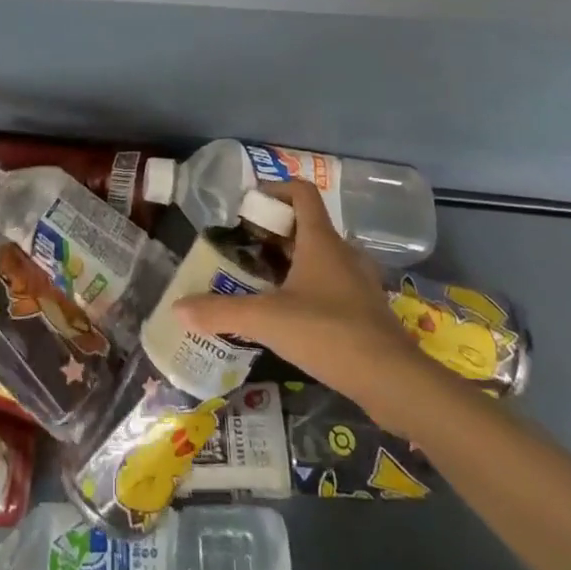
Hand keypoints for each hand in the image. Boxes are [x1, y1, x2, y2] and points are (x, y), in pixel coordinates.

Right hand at [174, 178, 417, 408]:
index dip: (275, 189)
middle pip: (308, 224)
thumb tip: (177, 307)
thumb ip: (221, 312)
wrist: (393, 380)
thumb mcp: (267, 320)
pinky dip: (309, 286)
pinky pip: (332, 283)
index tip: (249, 204)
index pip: (301, 192)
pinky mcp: (366, 309)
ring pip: (321, 256)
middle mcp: (342, 252)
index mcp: (321, 240)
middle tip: (245, 245)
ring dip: (293, 260)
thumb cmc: (328, 333)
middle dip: (275, 230)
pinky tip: (291, 313)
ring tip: (262, 279)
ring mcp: (358, 281)